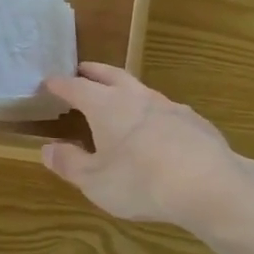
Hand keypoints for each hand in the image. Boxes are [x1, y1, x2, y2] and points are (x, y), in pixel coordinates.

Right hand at [40, 63, 247, 229]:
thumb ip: (69, 163)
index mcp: (107, 106)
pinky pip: (166, 109)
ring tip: (119, 97)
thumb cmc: (140, 182)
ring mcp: (169, 106)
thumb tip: (47, 149)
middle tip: (83, 69)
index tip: (49, 82)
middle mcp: (137, 97)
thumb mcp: (95, 181)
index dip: (60, 85)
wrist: (207, 184)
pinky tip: (157, 127)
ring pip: (141, 90)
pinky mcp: (194, 121)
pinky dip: (153, 112)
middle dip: (95, 72)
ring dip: (126, 89)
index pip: (76, 87)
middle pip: (112, 76)